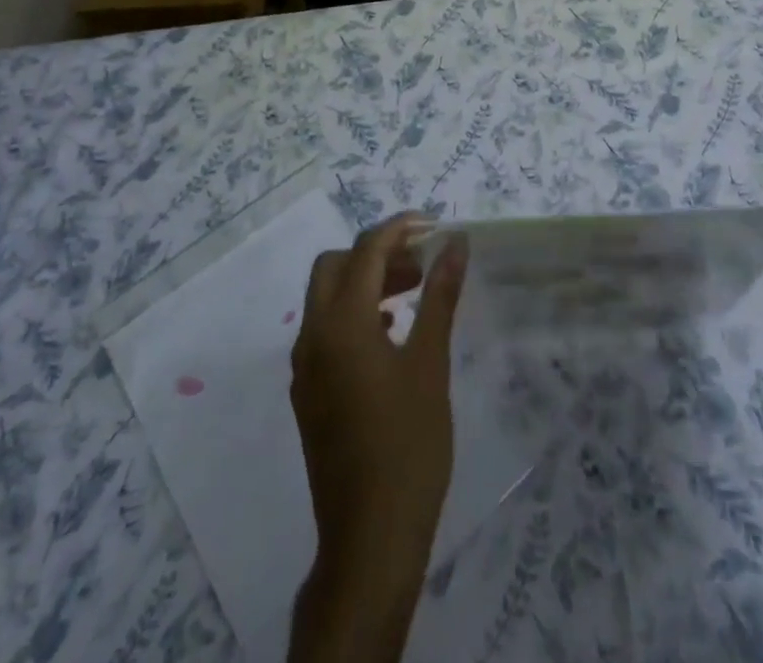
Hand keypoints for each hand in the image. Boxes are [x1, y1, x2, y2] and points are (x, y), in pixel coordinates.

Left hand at [289, 214, 466, 662]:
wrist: (370, 538)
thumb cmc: (408, 444)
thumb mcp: (430, 363)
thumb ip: (440, 295)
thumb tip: (456, 243)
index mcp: (341, 324)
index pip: (365, 251)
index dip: (399, 229)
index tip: (434, 225)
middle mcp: (312, 337)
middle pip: (334, 266)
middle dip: (377, 253)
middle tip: (422, 262)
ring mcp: (305, 368)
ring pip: (327, 298)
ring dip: (366, 282)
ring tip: (414, 292)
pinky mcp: (309, 394)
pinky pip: (326, 330)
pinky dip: (355, 314)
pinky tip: (391, 333)